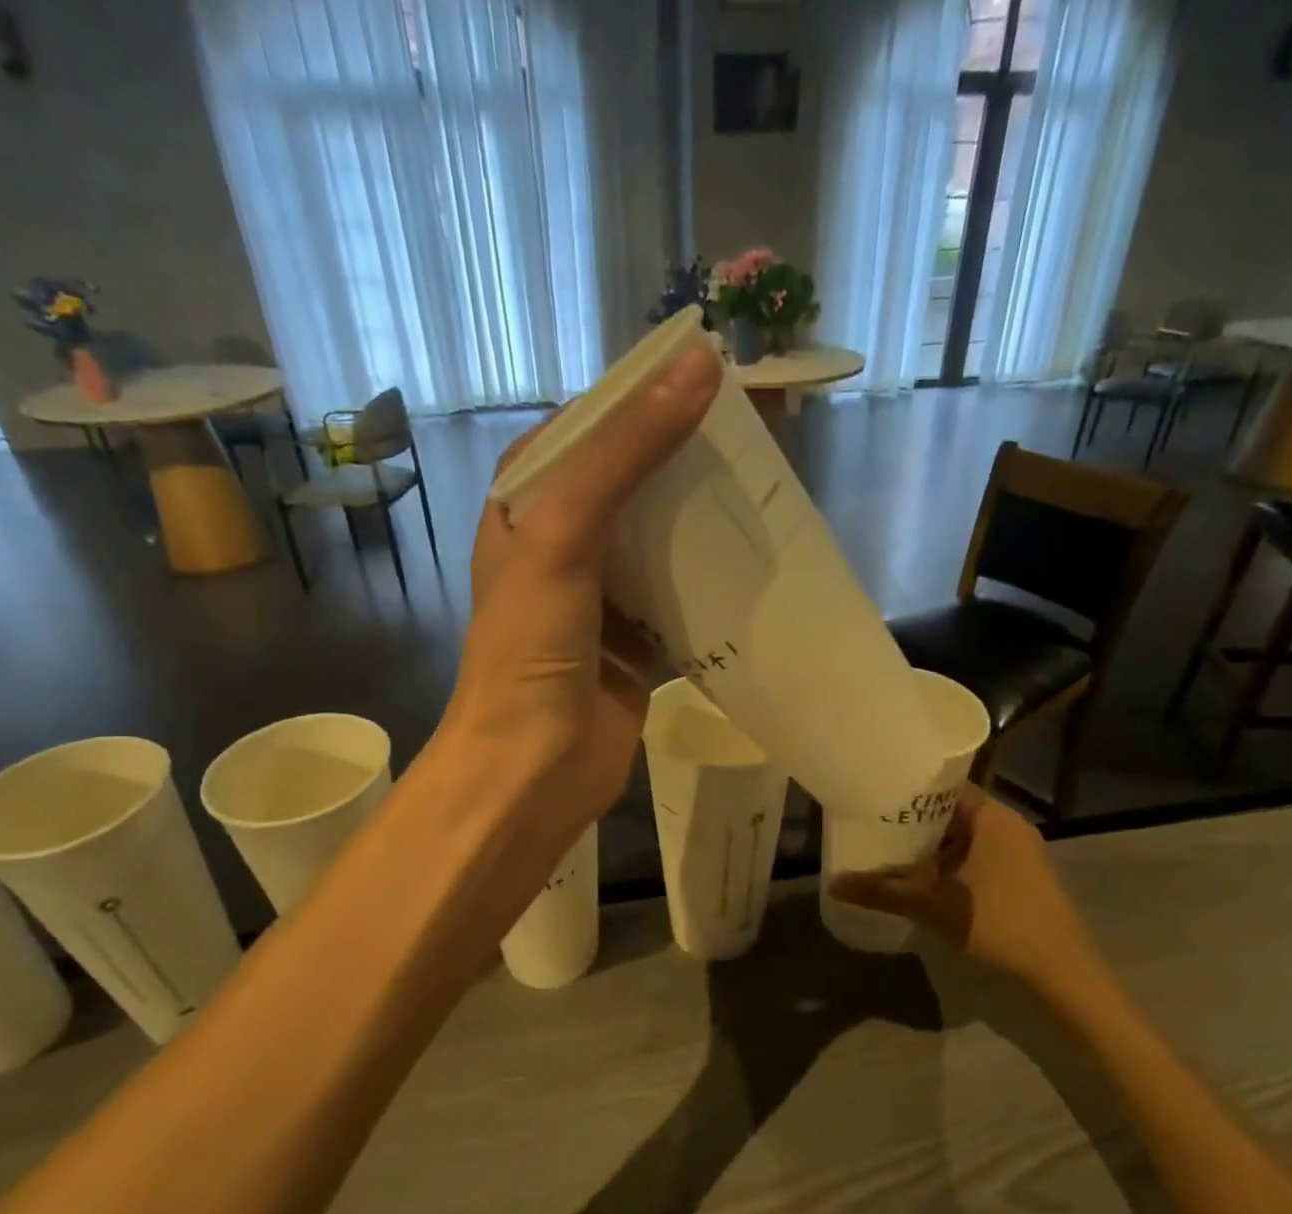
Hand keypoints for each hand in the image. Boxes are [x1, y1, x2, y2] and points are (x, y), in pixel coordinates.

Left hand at [441, 345, 719, 855]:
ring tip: (765, 488)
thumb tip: (697, 366)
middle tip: (754, 434)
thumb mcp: (564, 535)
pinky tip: (756, 564)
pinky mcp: (636, 644)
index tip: (707, 376)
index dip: (640, 398)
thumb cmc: (531, 648)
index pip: (586, 429)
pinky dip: (714, 584)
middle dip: (685, 458)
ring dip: (705, 519)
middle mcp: (562, 546)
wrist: (532, 769)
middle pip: (630, 481)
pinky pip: (681, 599)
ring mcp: (601, 598)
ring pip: (661, 540)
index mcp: (526, 509)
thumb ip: (625, 453)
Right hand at [827, 788, 1102, 989]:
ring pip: (965, 834)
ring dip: (933, 844)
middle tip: (875, 824)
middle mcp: (1008, 823)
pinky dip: (952, 859)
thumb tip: (833, 884)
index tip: (876, 795)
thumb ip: (882, 891)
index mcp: (991, 816)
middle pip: (952, 810)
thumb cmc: (997, 922)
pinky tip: (927, 877)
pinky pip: (979, 853)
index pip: (943, 785)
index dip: (909, 788)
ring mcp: (1020, 849)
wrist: (1061, 969)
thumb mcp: (931, 905)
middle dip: (914, 820)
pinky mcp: (1024, 873)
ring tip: (893, 849)